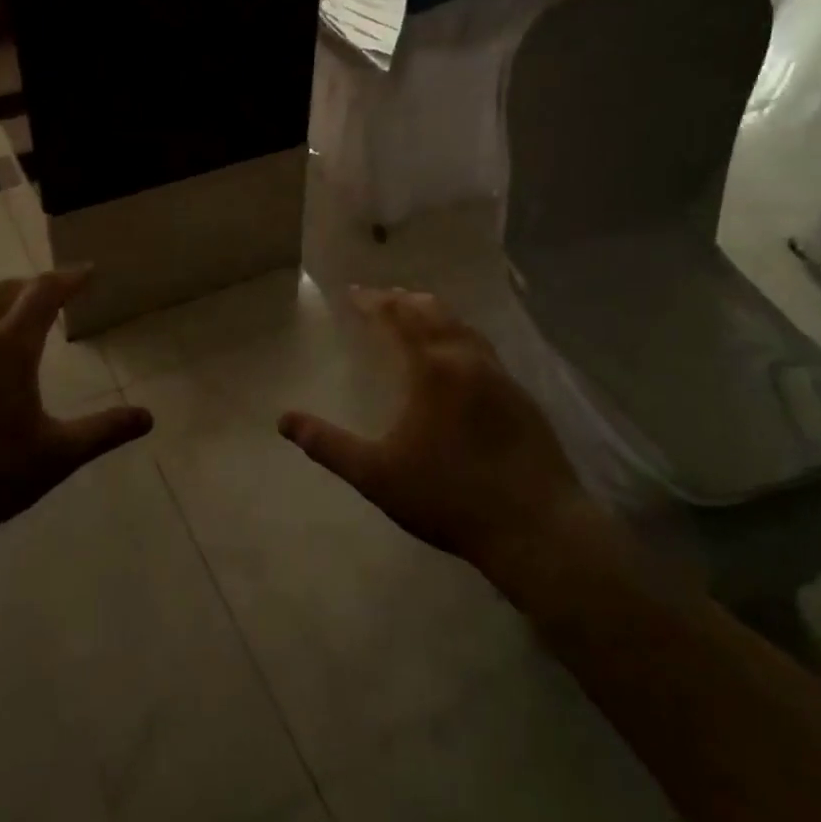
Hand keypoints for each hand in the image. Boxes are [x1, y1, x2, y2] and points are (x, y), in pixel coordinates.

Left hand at [0, 268, 152, 580]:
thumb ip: (104, 432)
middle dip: (31, 286)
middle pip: (2, 292)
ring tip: (10, 325)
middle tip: (52, 294)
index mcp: (8, 347)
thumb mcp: (56, 456)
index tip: (88, 271)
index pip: (44, 293)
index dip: (69, 277)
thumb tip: (148, 417)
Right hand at [277, 288, 594, 581]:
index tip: (353, 293)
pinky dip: (459, 336)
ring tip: (416, 315)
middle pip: (433, 311)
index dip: (373, 302)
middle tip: (382, 298)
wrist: (536, 528)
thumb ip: (328, 445)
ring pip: (462, 326)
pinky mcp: (521, 397)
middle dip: (403, 299)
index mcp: (432, 368)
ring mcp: (500, 376)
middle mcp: (467, 359)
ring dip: (434, 314)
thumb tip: (283, 420)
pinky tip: (457, 358)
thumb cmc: (448, 497)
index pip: (397, 318)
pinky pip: (482, 348)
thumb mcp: (376, 474)